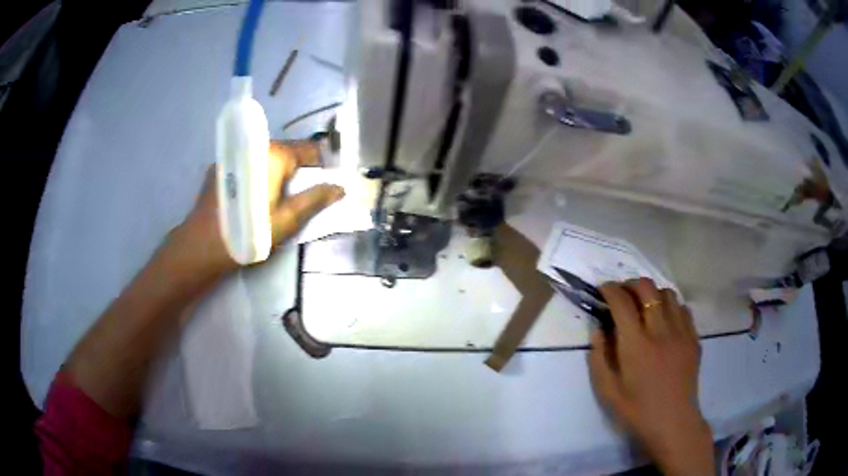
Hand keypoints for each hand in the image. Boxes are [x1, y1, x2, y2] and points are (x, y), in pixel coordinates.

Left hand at [167, 141, 343, 282]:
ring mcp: (234, 155)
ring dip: (276, 173)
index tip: (323, 186)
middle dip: (297, 172)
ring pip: (266, 159)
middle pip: (287, 152)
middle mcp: (254, 147)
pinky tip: (251, 198)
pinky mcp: (220, 167)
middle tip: (297, 199)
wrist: (202, 246)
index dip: (321, 167)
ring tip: (274, 200)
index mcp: (274, 155)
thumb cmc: (249, 233)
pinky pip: (248, 165)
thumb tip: (340, 187)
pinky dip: (257, 175)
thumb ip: (315, 199)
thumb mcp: (287, 220)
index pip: (309, 150)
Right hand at [589, 278, 714, 475]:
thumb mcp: (607, 391)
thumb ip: (599, 358)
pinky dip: (671, 306)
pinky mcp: (693, 337)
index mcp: (636, 345)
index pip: (622, 302)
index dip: (610, 290)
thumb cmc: (637, 410)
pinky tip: (665, 321)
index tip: (603, 290)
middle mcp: (660, 330)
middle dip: (631, 284)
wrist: (673, 422)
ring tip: (645, 307)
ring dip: (652, 294)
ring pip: (668, 293)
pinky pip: (683, 308)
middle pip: (647, 288)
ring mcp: (681, 332)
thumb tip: (598, 330)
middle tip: (623, 295)